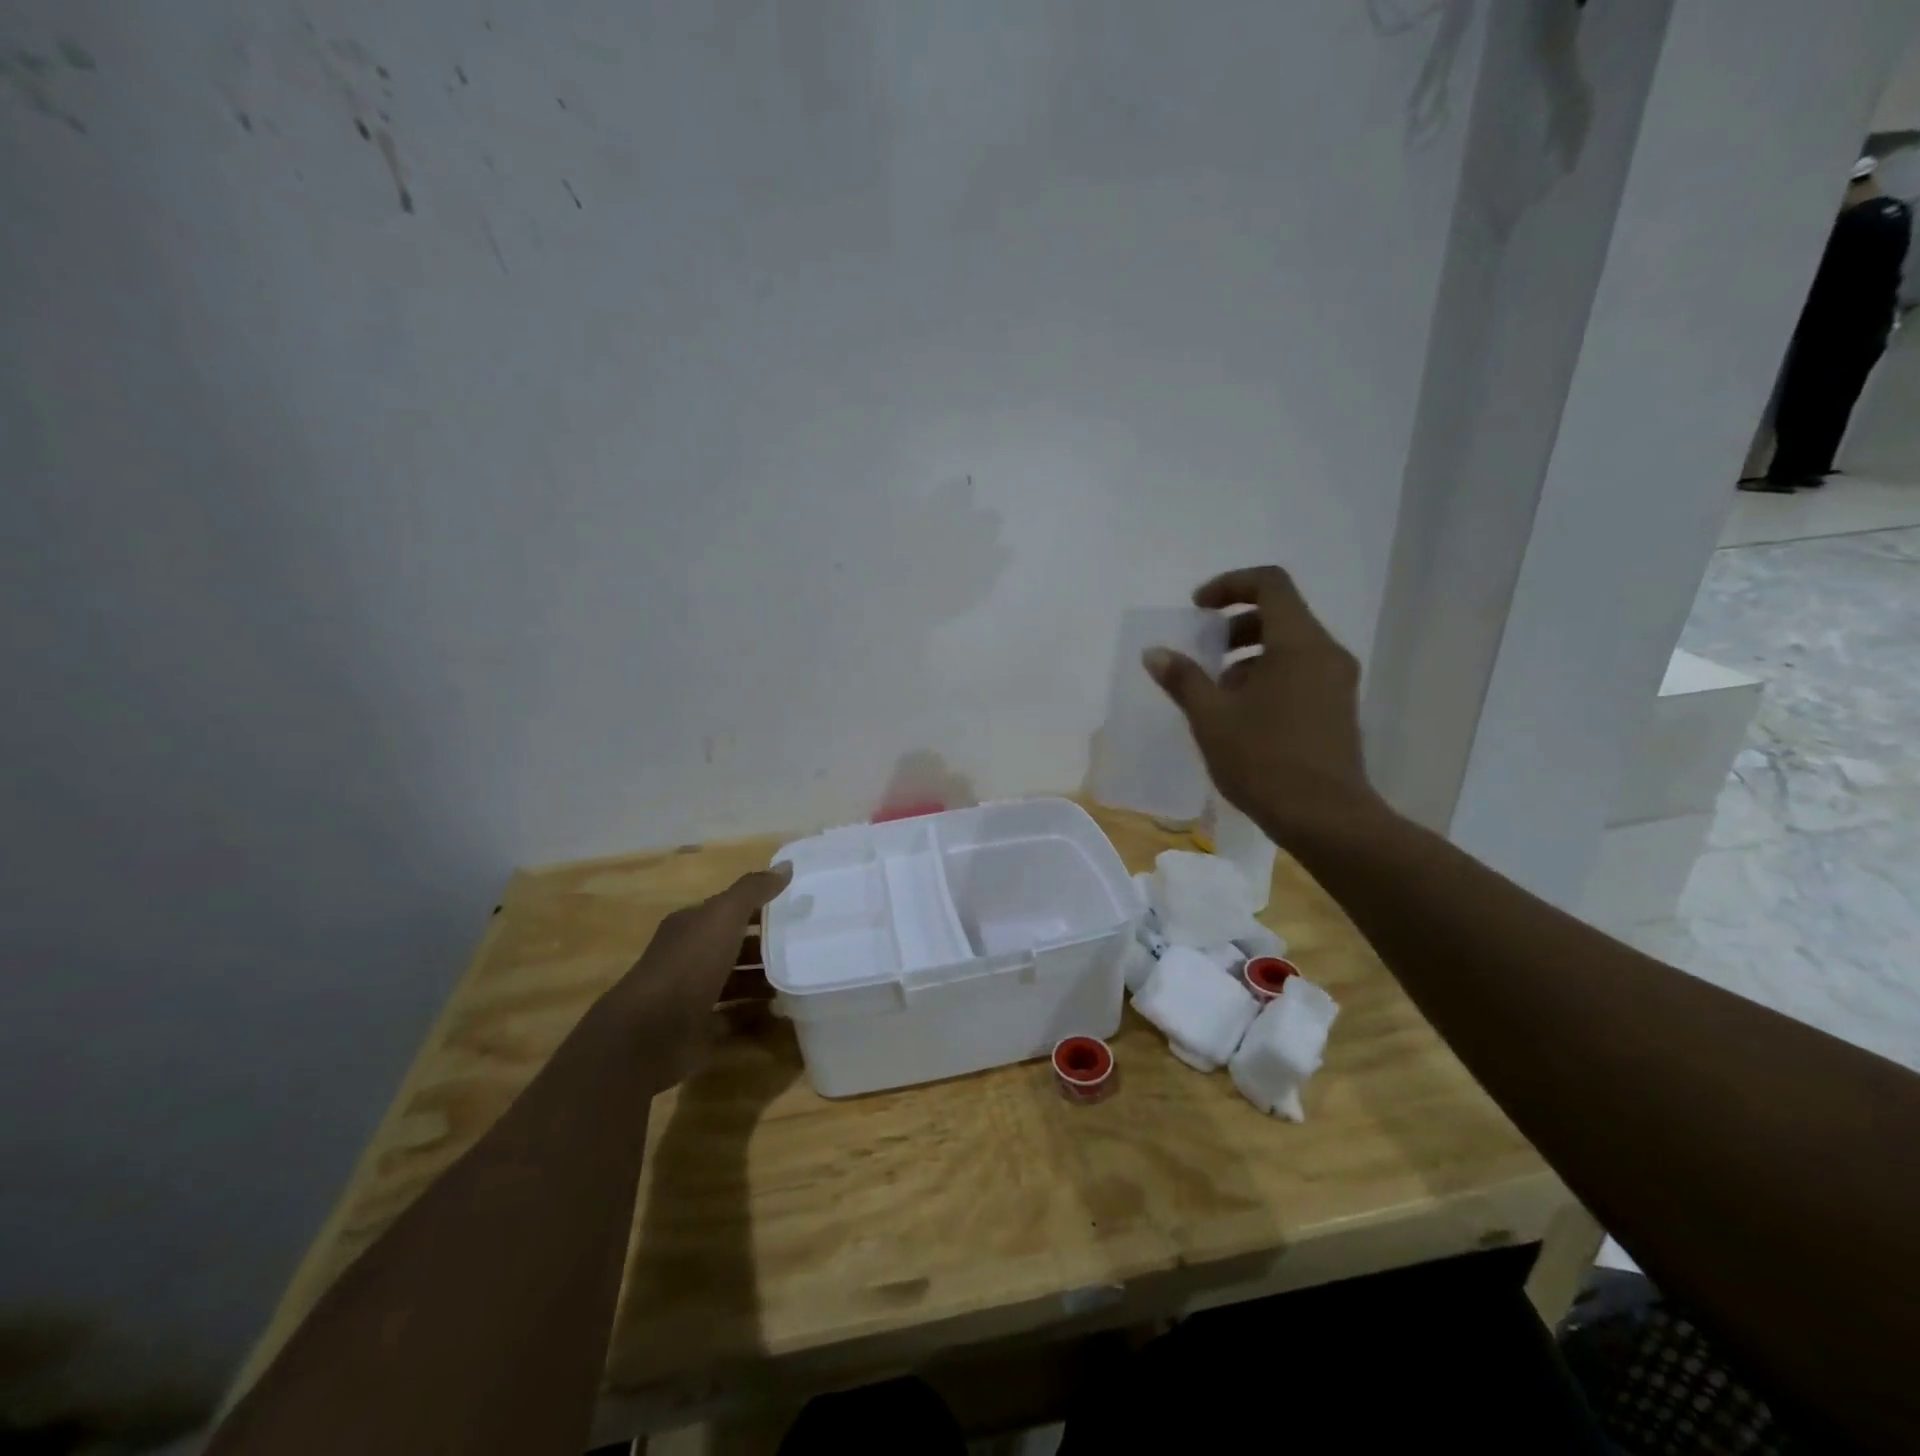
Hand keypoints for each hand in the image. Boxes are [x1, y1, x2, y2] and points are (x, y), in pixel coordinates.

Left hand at [597, 864, 791, 1088]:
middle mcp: (689, 956)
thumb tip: (786, 865)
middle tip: (806, 948)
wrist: (649, 1033)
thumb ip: (754, 890)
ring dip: (764, 981)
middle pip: (734, 946)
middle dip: (767, 946)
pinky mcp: (698, 1028)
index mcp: (691, 925)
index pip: (730, 909)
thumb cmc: (688, 965)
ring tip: (800, 980)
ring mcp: (692, 994)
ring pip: (735, 981)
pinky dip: (755, 1014)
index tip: (798, 910)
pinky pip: (733, 1017)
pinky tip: (782, 1012)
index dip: (761, 907)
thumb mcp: (723, 916)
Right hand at [1144, 566, 1377, 840]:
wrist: (1326, 818)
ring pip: (1289, 647)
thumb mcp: (1211, 718)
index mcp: (1298, 644)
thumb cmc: (1264, 761)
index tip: (1198, 609)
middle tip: (1203, 652)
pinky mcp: (1338, 709)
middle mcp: (1326, 653)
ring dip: (1248, 655)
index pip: (1270, 583)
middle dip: (1234, 625)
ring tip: (1217, 693)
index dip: (1229, 585)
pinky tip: (1241, 716)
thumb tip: (1155, 653)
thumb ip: (1183, 679)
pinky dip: (1268, 676)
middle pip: (1279, 615)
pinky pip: (1300, 672)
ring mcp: (1337, 682)